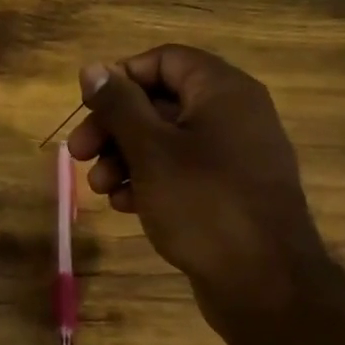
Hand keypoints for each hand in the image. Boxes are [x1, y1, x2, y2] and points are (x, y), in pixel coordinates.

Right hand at [66, 45, 331, 321]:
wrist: (266, 285)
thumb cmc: (203, 204)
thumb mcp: (150, 150)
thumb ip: (119, 105)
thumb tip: (93, 67)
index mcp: (222, 90)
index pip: (163, 60)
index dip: (121, 78)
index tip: (88, 106)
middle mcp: (233, 114)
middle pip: (160, 101)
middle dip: (114, 127)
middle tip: (78, 154)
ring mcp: (235, 155)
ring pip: (167, 140)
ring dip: (125, 157)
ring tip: (99, 188)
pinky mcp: (230, 191)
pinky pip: (183, 170)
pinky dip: (150, 180)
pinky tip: (125, 205)